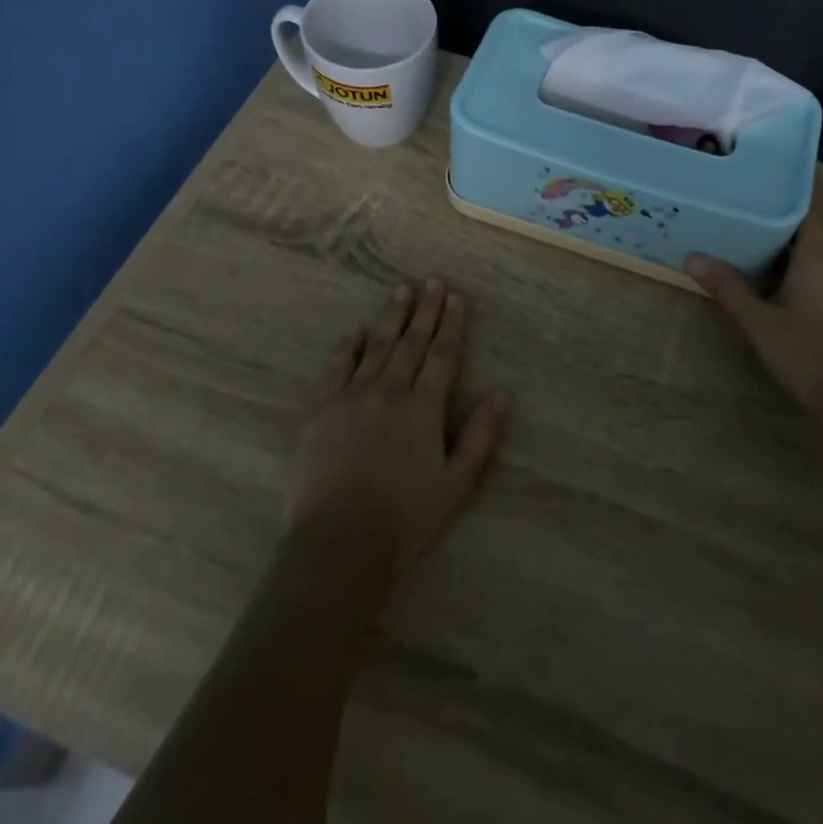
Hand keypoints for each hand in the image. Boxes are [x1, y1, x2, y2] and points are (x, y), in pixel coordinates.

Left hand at [285, 279, 508, 576]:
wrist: (338, 542)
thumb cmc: (404, 519)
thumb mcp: (456, 484)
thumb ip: (481, 436)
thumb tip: (501, 394)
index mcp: (423, 408)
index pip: (443, 355)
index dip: (451, 325)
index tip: (455, 298)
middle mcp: (389, 391)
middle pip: (411, 342)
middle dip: (424, 310)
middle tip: (432, 281)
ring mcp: (352, 397)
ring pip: (376, 347)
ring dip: (390, 318)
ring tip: (400, 292)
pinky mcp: (321, 410)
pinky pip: (335, 368)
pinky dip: (346, 347)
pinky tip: (352, 332)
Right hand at [686, 189, 822, 411]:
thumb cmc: (806, 352)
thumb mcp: (758, 320)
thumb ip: (727, 287)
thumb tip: (692, 257)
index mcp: (819, 256)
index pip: (810, 204)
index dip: (794, 182)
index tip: (768, 165)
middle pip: (809, 222)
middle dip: (779, 207)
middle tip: (743, 194)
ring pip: (812, 246)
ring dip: (784, 236)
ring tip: (746, 224)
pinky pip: (815, 265)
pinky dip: (792, 258)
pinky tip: (765, 266)